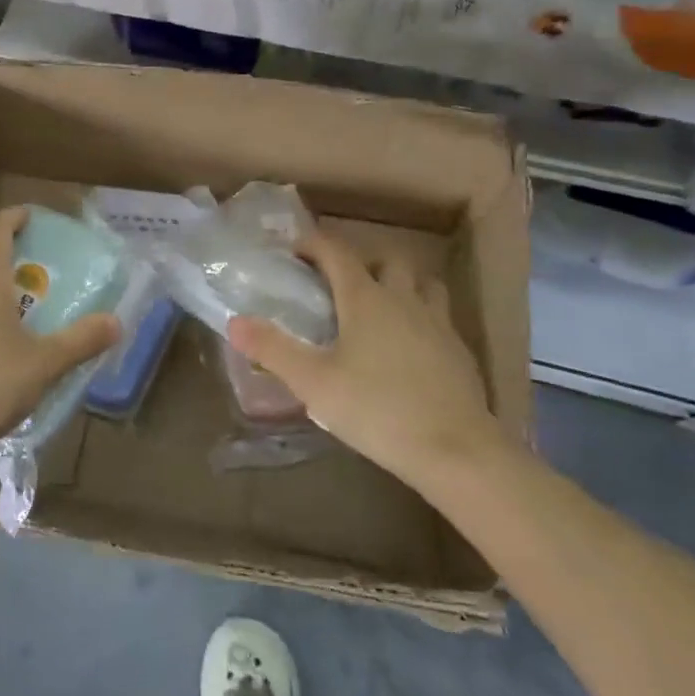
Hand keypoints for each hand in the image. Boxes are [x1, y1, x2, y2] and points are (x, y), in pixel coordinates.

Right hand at [227, 230, 502, 485]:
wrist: (457, 452)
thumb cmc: (378, 410)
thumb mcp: (313, 383)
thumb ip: (273, 349)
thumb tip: (235, 322)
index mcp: (365, 298)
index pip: (337, 251)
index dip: (312, 243)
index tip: (292, 251)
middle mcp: (403, 299)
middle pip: (385, 260)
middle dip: (360, 262)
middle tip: (338, 286)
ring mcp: (438, 323)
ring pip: (421, 283)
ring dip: (399, 284)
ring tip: (379, 309)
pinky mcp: (459, 352)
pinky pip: (438, 316)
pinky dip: (420, 317)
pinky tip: (409, 348)